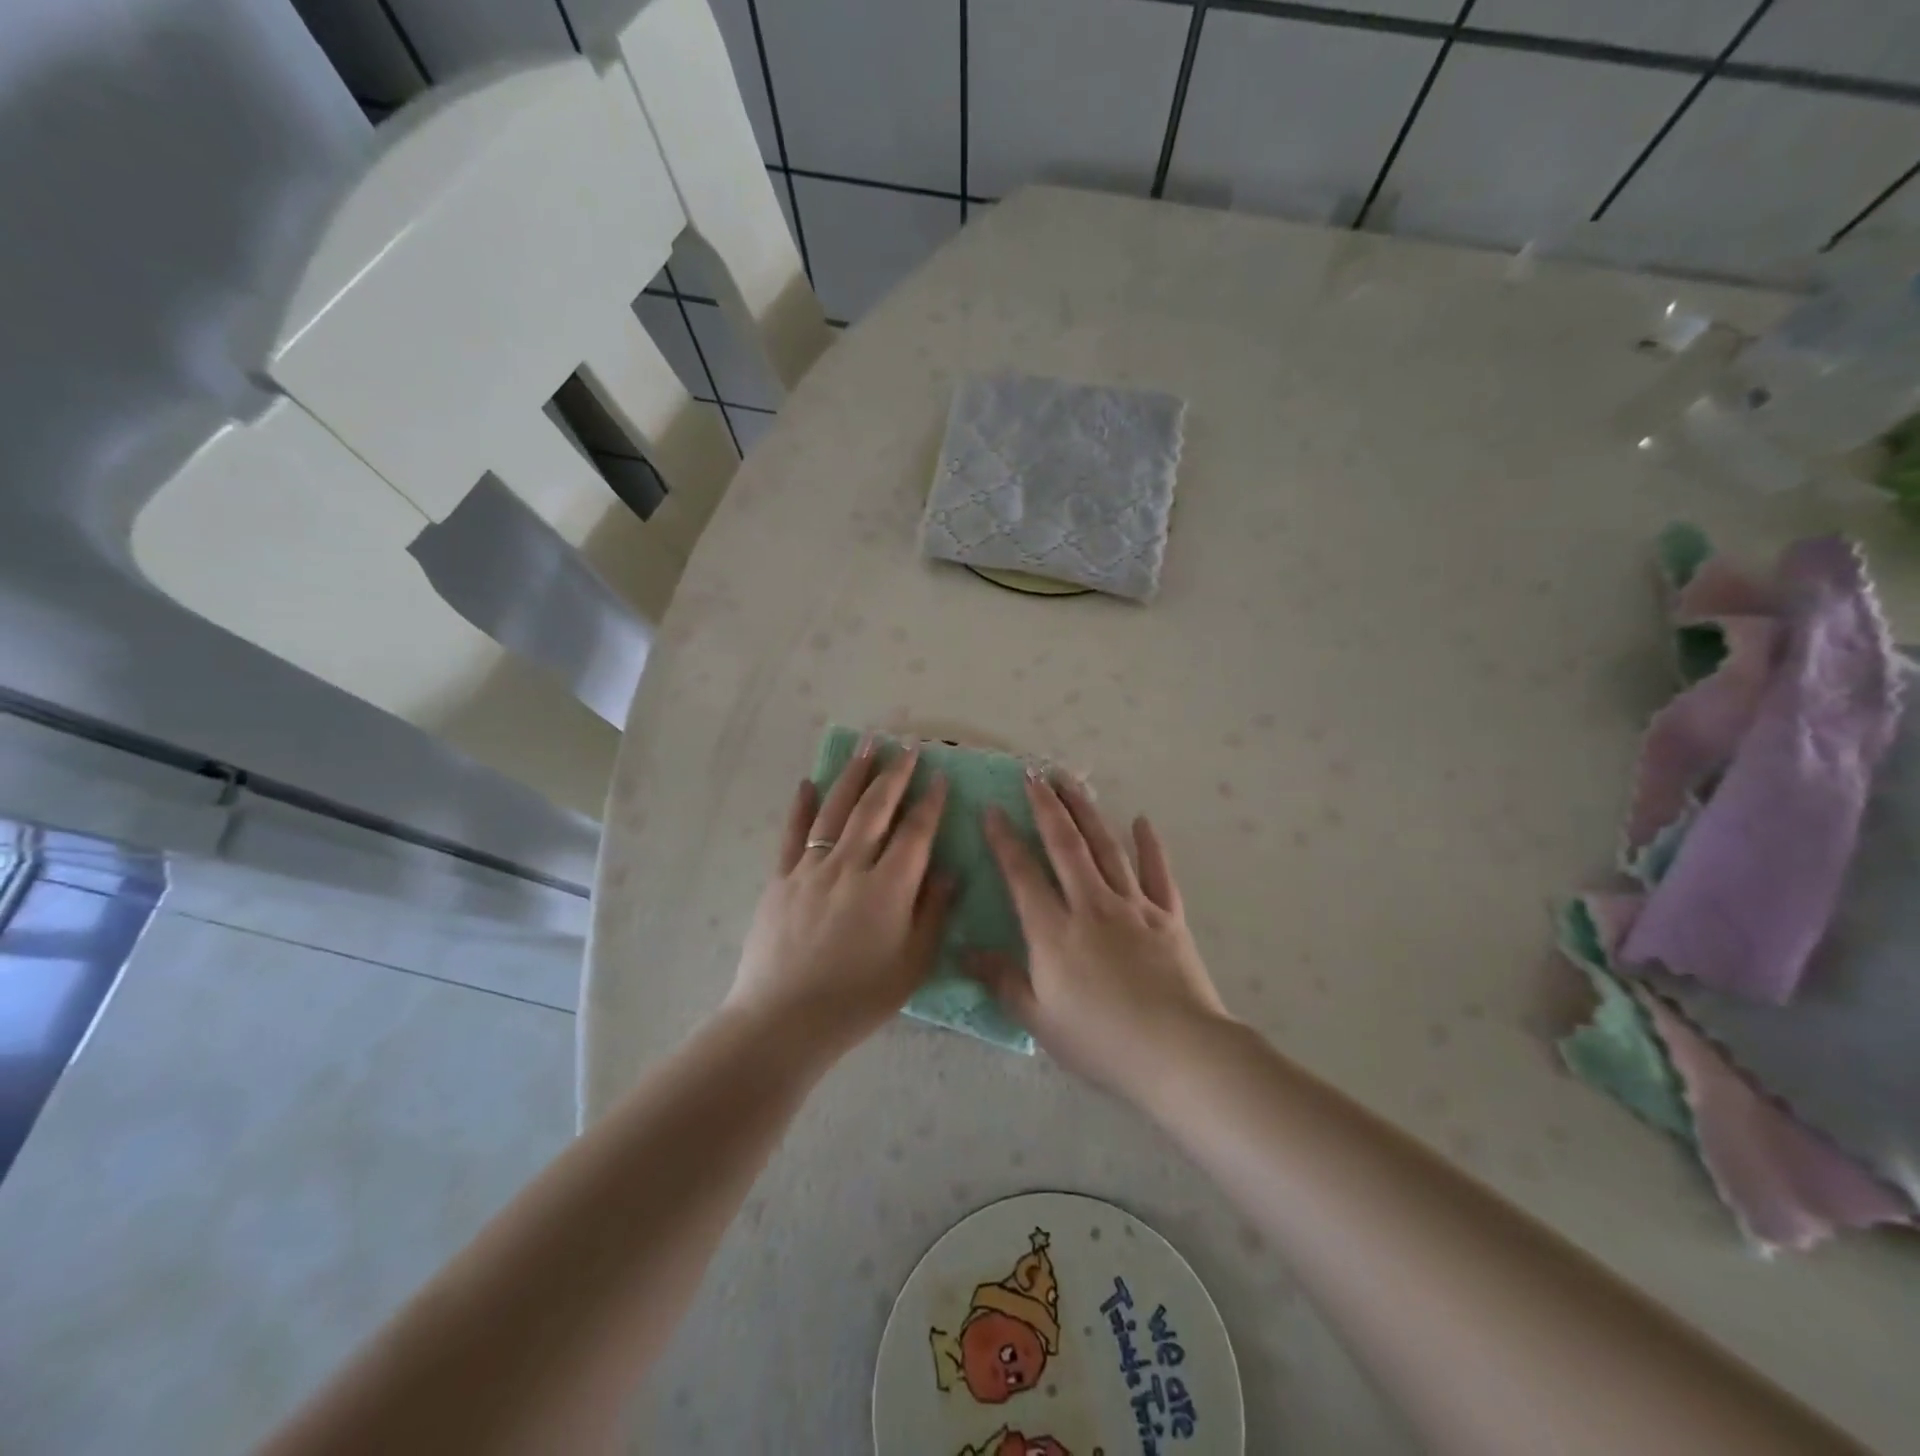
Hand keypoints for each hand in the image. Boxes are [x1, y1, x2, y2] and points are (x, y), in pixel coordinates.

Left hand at [726, 738, 955, 1052]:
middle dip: (894, 775)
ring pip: (835, 810)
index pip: (915, 833)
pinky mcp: (780, 879)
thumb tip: (949, 871)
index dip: (930, 803)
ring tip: (867, 746)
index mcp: (888, 887)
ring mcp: (811, 869)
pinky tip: (808, 783)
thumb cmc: (857, 999)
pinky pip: (793, 834)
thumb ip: (933, 913)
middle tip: (906, 747)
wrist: (783, 1021)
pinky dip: (801, 806)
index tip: (940, 776)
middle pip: (875, 809)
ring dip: (854, 776)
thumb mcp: (912, 964)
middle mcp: (850, 866)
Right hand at [973, 773, 1232, 1098]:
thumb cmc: (1101, 1040)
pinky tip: (1142, 820)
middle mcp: (1091, 905)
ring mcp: (1133, 906)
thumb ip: (1001, 981)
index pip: (1022, 873)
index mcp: (1054, 930)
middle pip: (1065, 844)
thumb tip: (964, 952)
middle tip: (1033, 773)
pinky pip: (1157, 872)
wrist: (1178, 1052)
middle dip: (1047, 806)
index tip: (991, 808)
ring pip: (1106, 847)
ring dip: (1086, 811)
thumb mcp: (1039, 1018)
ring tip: (1071, 781)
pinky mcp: (1168, 916)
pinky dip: (1150, 845)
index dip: (1004, 839)